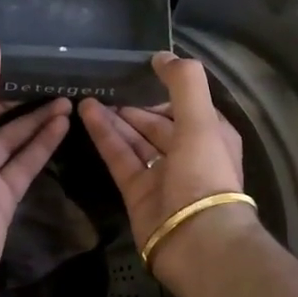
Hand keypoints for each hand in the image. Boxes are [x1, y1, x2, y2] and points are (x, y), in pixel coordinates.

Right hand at [78, 52, 260, 293]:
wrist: (197, 241)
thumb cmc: (204, 173)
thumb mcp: (201, 120)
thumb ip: (184, 83)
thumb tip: (162, 55)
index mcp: (211, 136)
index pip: (186, 107)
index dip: (165, 90)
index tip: (139, 73)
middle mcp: (188, 155)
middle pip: (157, 124)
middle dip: (134, 106)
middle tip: (106, 85)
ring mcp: (162, 176)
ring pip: (135, 140)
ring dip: (115, 118)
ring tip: (88, 94)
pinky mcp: (138, 194)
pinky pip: (120, 158)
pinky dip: (105, 136)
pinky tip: (86, 113)